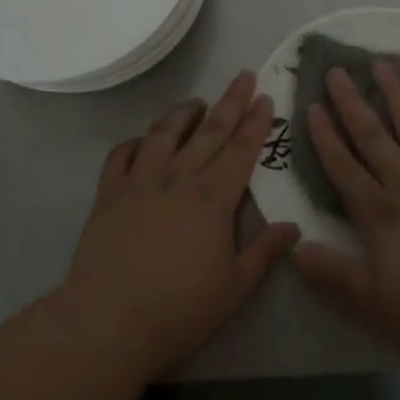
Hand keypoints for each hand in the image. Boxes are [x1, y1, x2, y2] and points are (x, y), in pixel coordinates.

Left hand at [65, 72, 299, 377]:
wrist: (108, 322)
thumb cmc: (179, 311)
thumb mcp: (235, 288)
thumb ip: (264, 252)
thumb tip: (292, 225)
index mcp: (212, 199)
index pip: (240, 150)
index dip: (255, 123)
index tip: (265, 97)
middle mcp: (178, 179)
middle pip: (208, 132)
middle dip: (230, 102)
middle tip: (243, 76)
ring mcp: (139, 183)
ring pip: (163, 134)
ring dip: (182, 113)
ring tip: (195, 102)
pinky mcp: (109, 194)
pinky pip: (121, 155)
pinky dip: (135, 142)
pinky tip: (143, 141)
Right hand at [293, 63, 399, 362]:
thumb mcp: (378, 305)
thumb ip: (335, 275)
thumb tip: (294, 247)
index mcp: (381, 214)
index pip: (344, 168)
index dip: (325, 137)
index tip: (312, 106)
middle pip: (375, 137)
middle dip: (352, 103)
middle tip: (338, 70)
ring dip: (396, 95)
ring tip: (382, 65)